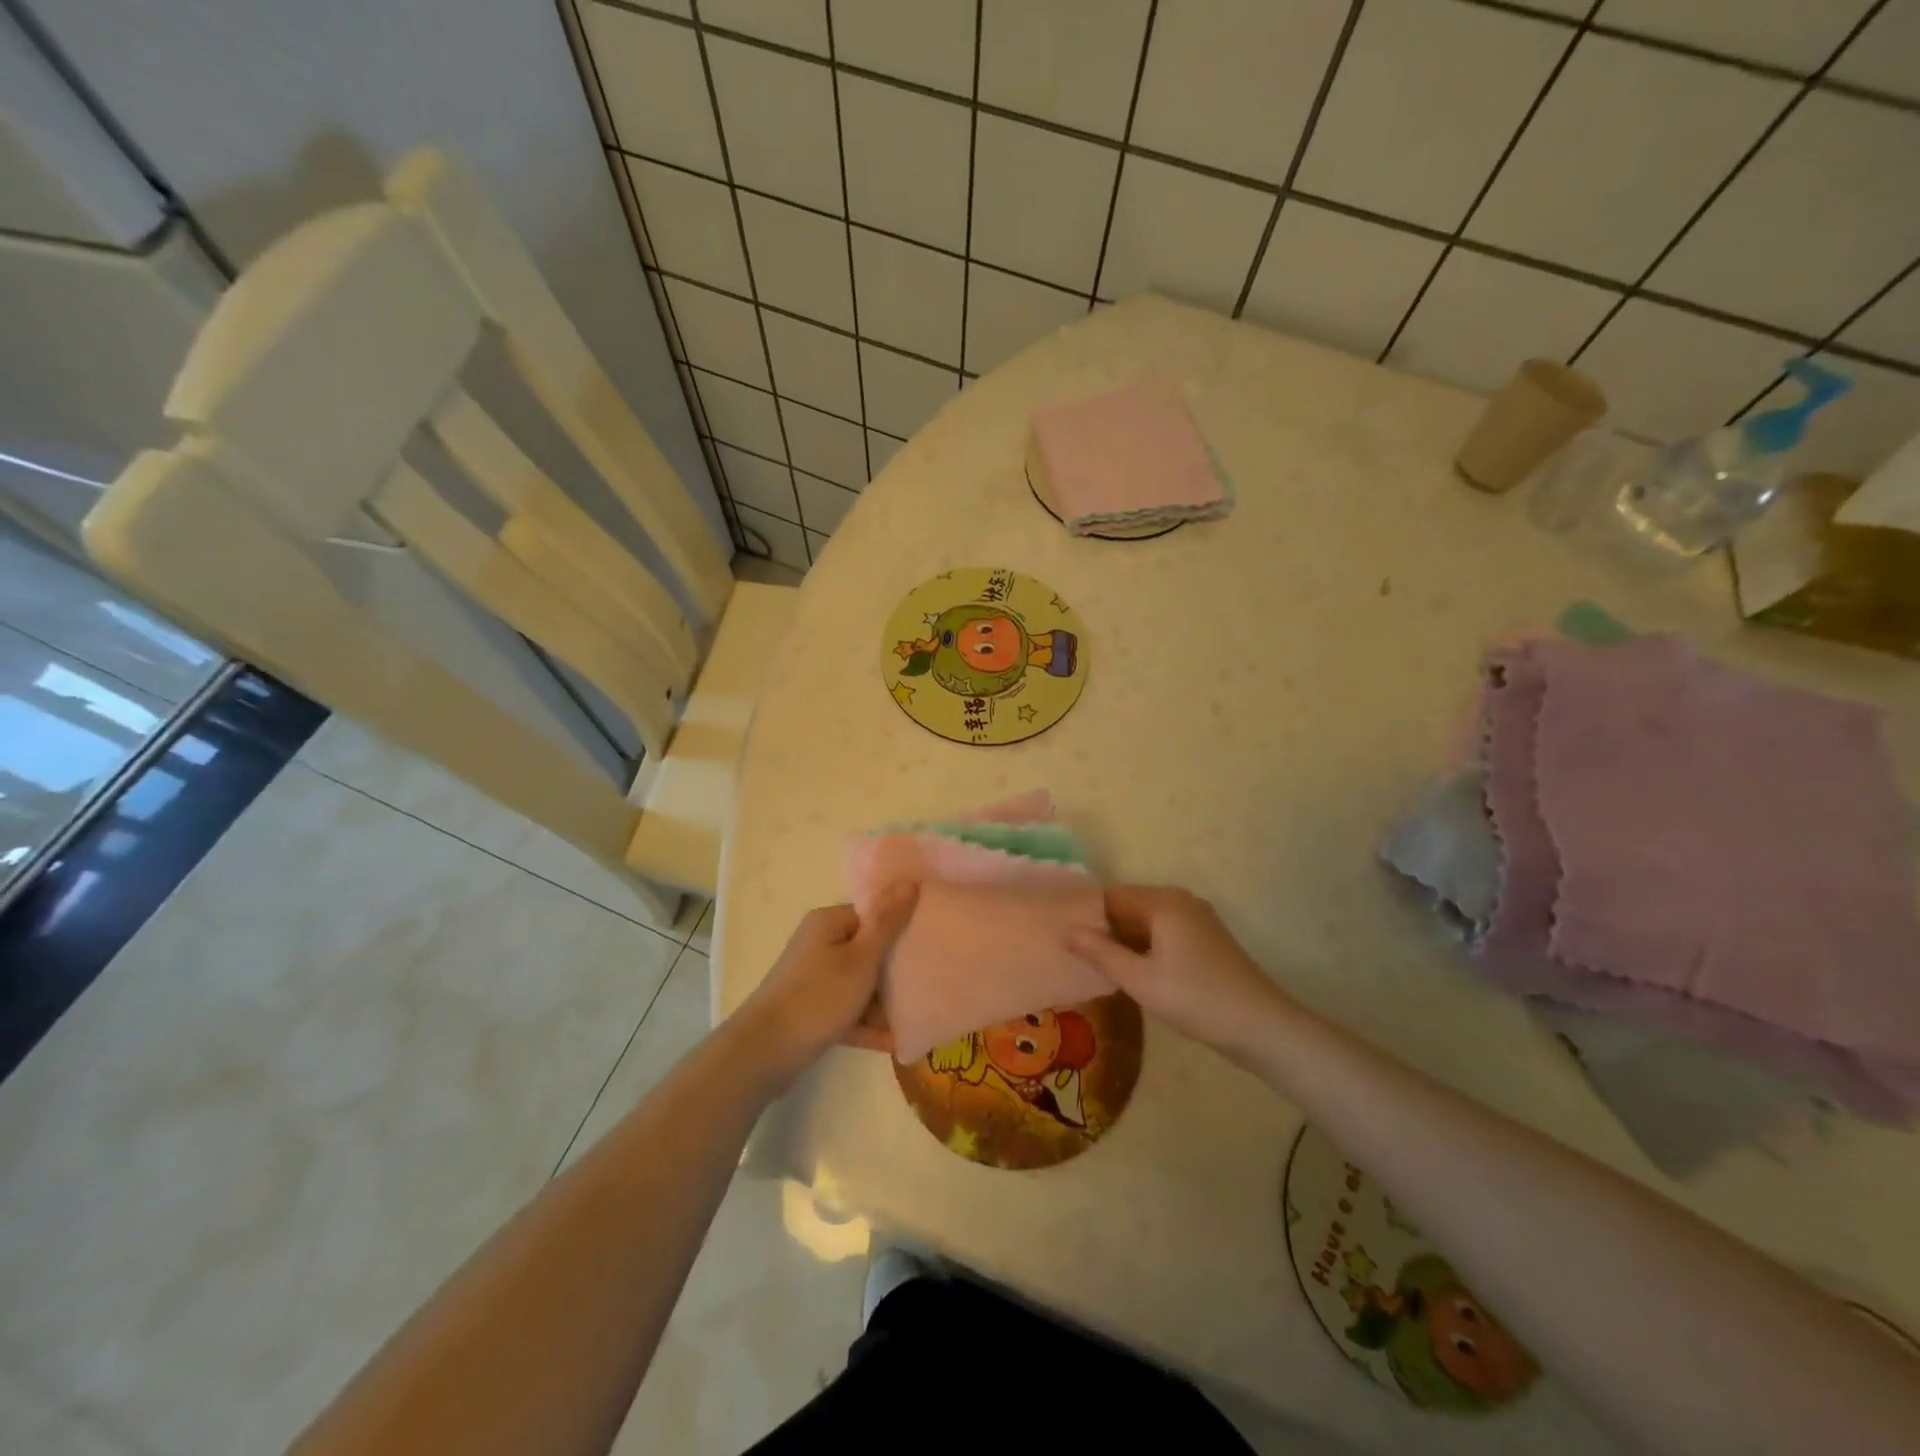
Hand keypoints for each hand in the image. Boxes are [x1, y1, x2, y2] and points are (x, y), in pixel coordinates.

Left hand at [728, 887, 916, 1087]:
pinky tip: (896, 1042)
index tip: (929, 942)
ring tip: (918, 1016)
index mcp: (829, 924)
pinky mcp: (812, 1012)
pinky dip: (868, 1024)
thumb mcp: (861, 958)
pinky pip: (848, 1012)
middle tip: (929, 981)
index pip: (872, 915)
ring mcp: (814, 980)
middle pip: (868, 950)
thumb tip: (910, 882)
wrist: (764, 1053)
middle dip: (896, 969)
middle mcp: (819, 945)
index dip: (900, 927)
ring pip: (860, 984)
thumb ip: (887, 922)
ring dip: (885, 1003)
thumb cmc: (818, 996)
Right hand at [1066, 885, 1293, 1057]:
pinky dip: (1145, 947)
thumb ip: (1101, 953)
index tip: (1063, 938)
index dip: (1086, 915)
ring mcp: (1197, 920)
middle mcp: (1180, 901)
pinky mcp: (1206, 940)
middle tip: (1075, 955)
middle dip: (1104, 928)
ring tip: (1096, 965)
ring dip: (1124, 940)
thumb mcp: (1140, 980)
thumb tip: (1066, 931)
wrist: (1262, 1026)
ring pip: (1147, 922)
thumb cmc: (1196, 998)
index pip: (1111, 896)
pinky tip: (1133, 972)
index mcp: (1163, 902)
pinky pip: (1164, 933)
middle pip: (1129, 906)